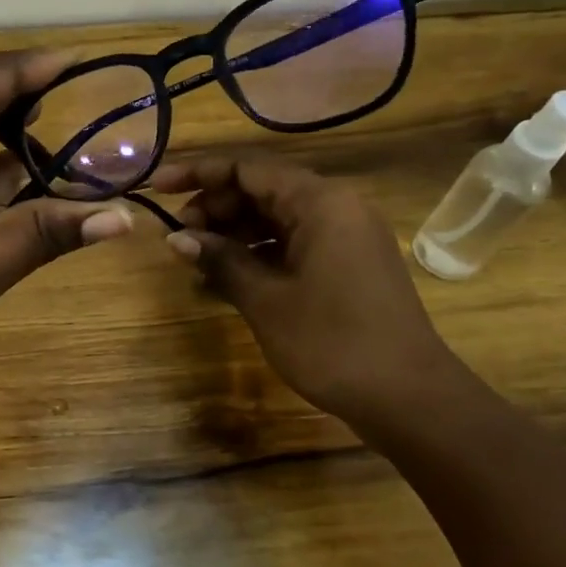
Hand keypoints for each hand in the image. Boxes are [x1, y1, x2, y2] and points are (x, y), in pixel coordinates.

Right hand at [150, 155, 468, 434]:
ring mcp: (345, 237)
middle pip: (262, 190)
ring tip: (195, 259)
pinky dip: (259, 255)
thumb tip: (176, 238)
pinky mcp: (347, 265)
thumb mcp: (266, 300)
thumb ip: (221, 260)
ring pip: (277, 218)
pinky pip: (294, 244)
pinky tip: (226, 279)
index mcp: (320, 202)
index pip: (248, 169)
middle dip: (215, 207)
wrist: (408, 397)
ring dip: (234, 233)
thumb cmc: (332, 342)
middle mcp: (336, 208)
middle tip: (177, 237)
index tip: (157, 188)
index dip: (198, 174)